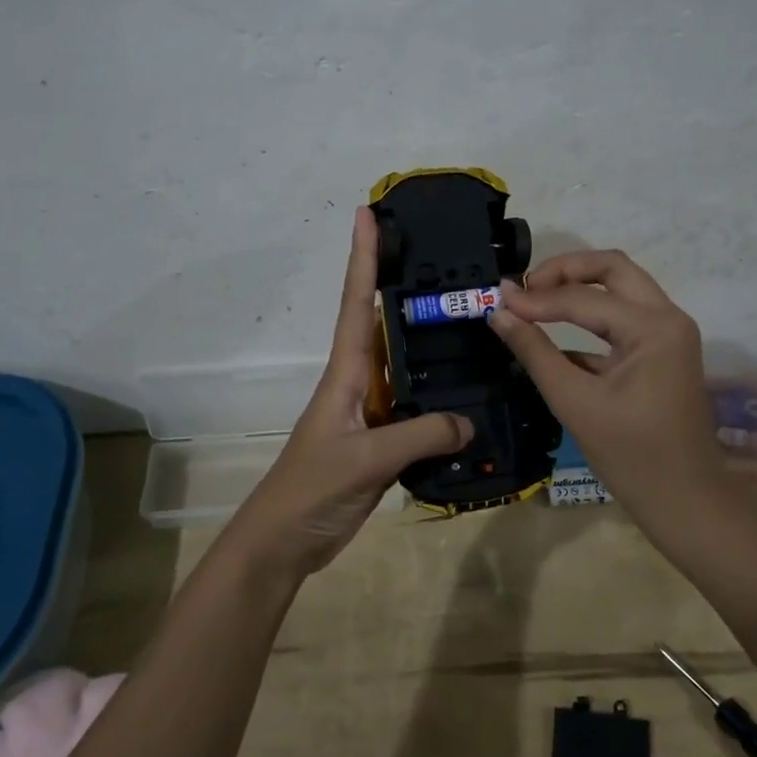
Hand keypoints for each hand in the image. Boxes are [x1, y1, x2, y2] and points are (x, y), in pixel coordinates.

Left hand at [227, 206, 473, 579]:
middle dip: (403, 285)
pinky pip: (418, 408)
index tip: (368, 214)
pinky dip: (441, 396)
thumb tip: (470, 421)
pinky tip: (470, 393)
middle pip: (384, 323)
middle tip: (442, 255)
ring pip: (406, 366)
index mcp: (345, 373)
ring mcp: (373, 412)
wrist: (286, 542)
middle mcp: (359, 383)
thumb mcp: (364, 459)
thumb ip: (418, 436)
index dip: (363, 258)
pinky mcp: (384, 442)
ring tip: (470, 313)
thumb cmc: (310, 490)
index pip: (357, 303)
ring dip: (428, 340)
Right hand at [489, 250, 731, 542]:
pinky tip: (552, 332)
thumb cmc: (631, 456)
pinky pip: (622, 317)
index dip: (536, 298)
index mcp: (653, 327)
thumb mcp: (574, 402)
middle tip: (524, 287)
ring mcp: (668, 332)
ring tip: (533, 300)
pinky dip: (588, 315)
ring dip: (577, 287)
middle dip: (564, 270)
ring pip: (619, 287)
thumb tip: (499, 314)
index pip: (583, 298)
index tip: (496, 300)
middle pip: (612, 268)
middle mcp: (667, 317)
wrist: (685, 500)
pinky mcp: (661, 350)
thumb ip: (535, 352)